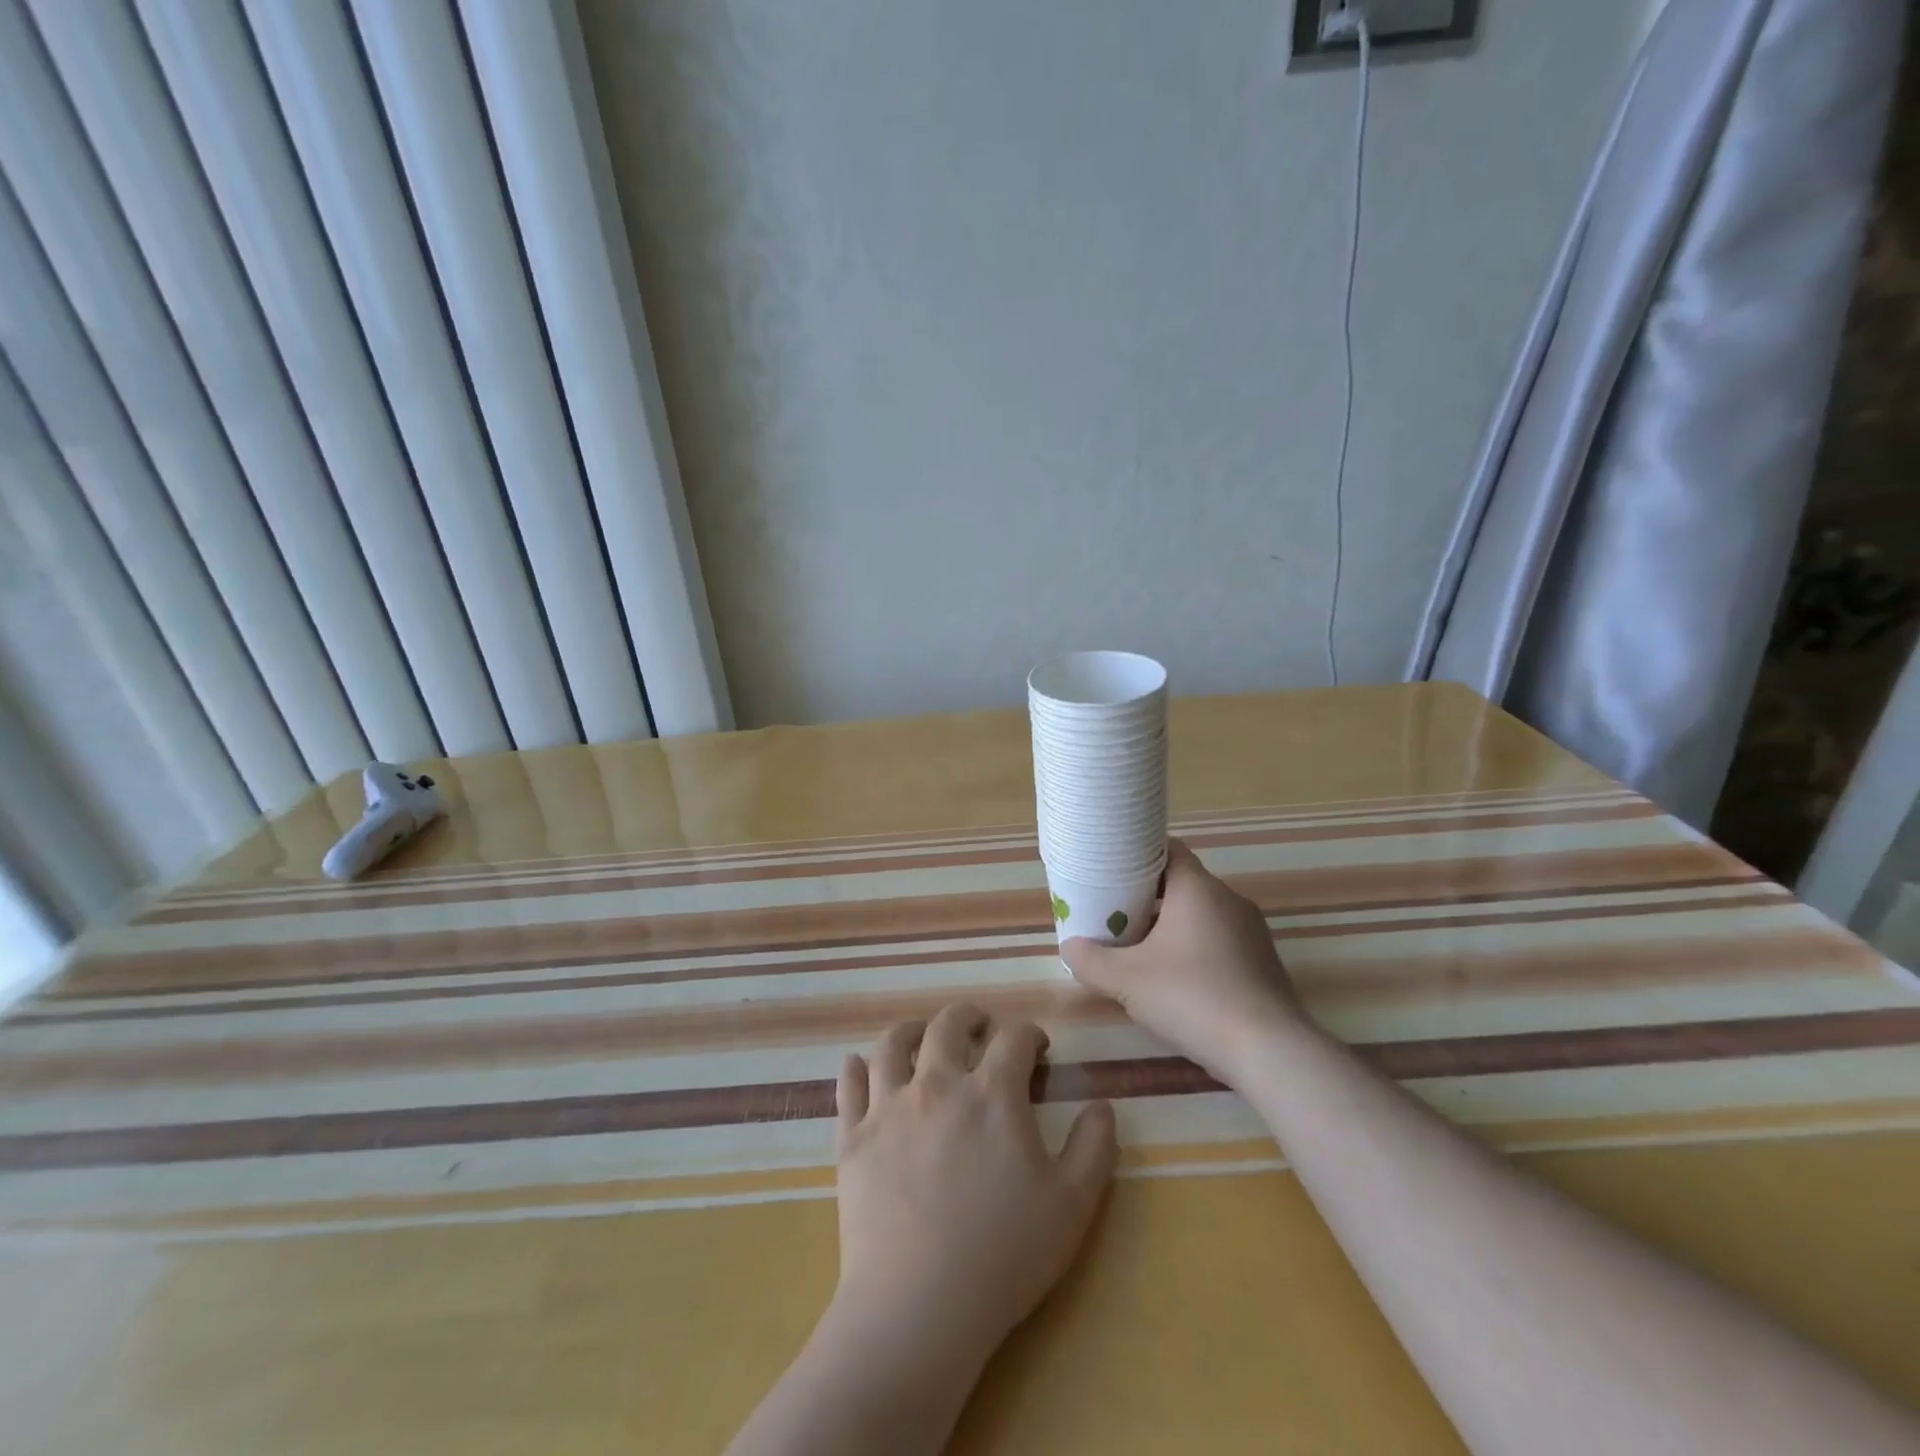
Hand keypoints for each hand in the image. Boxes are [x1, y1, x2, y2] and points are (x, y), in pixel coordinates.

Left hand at [830, 1004, 1118, 1367]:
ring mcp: (889, 1107)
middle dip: (970, 1017)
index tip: (1036, 1047)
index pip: (1013, 1038)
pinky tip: (858, 1065)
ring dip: (912, 1031)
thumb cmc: (1004, 1255)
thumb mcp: (1072, 1205)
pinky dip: (854, 1070)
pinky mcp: (854, 1138)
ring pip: (893, 1044)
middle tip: (979, 1026)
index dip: (1029, 1034)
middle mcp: (938, 1084)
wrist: (919, 1307)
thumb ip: (1094, 1147)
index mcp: (992, 1094)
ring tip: (922, 1036)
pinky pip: (849, 1087)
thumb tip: (1102, 1103)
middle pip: (949, 1025)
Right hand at [1063, 838, 1301, 1081]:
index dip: (1137, 853)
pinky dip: (1194, 947)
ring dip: (1170, 924)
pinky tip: (1175, 978)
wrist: (1270, 1052)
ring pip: (1201, 914)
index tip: (1110, 868)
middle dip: (1147, 895)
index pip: (1167, 848)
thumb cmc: (1193, 998)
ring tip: (1137, 946)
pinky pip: (1219, 940)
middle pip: (1181, 882)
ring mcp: (1251, 932)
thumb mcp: (1127, 981)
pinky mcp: (1262, 962)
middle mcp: (1229, 900)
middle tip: (1113, 911)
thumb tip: (1069, 947)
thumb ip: (1091, 961)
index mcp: (1198, 889)